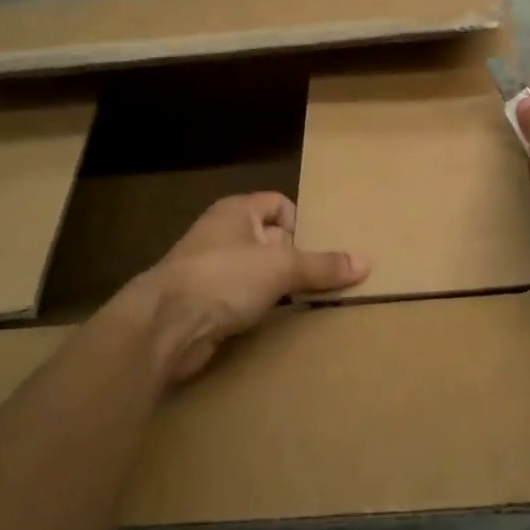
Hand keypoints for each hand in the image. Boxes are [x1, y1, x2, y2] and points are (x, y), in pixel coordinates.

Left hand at [105, 193, 368, 382]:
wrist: (164, 326)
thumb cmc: (224, 277)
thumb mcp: (281, 267)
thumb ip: (323, 266)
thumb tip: (365, 263)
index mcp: (237, 211)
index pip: (279, 204)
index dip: (301, 223)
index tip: (318, 249)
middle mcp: (222, 234)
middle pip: (271, 240)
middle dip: (296, 259)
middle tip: (324, 278)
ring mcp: (211, 270)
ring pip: (258, 273)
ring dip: (280, 287)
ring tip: (308, 301)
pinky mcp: (205, 304)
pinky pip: (243, 299)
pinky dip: (261, 309)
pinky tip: (278, 322)